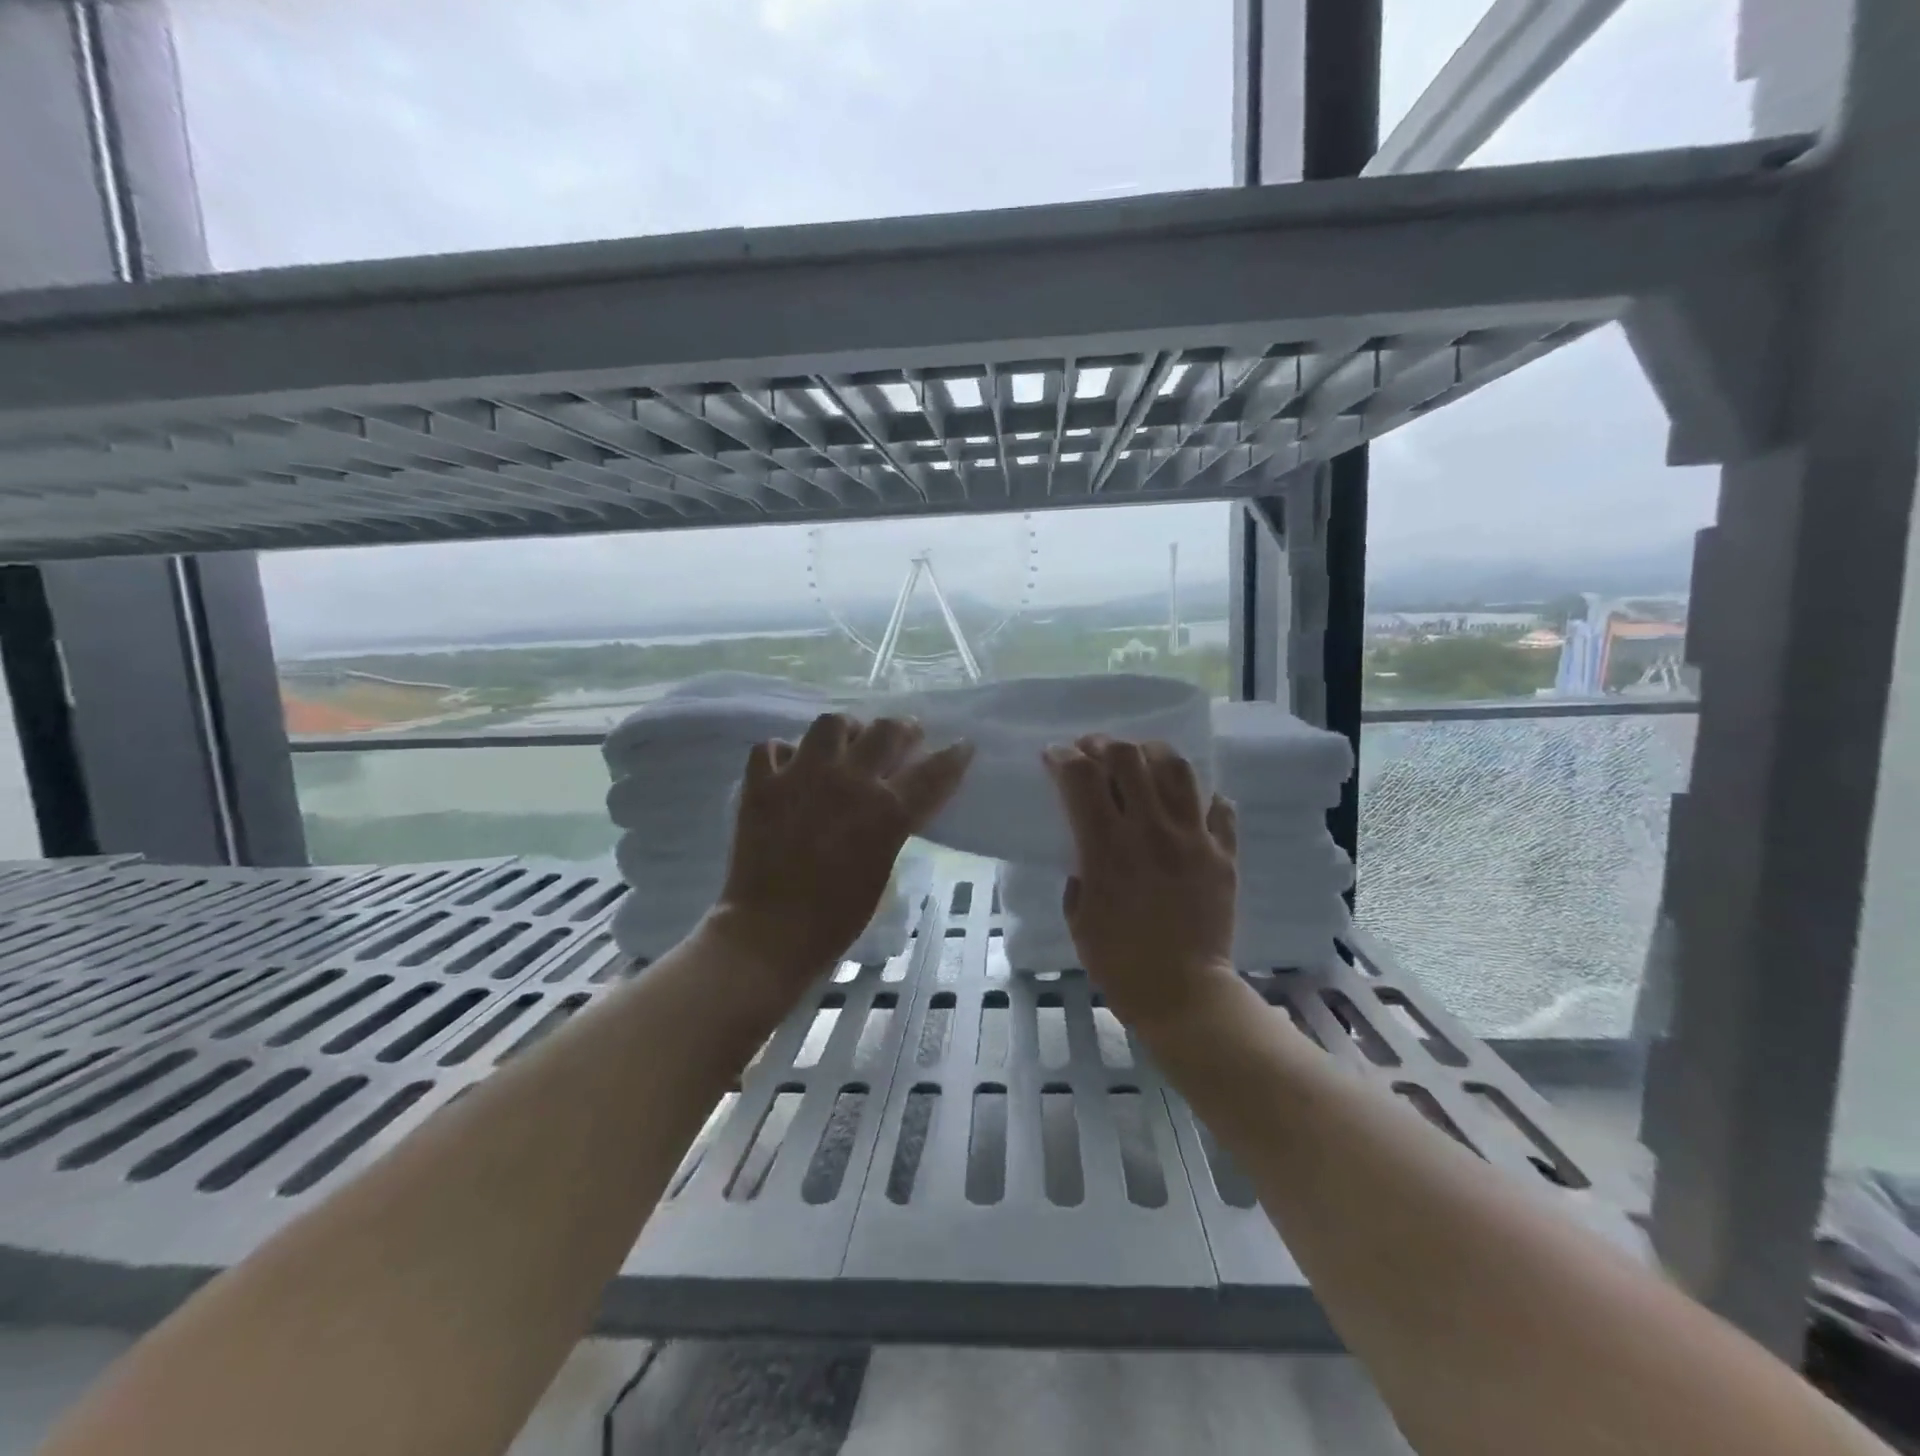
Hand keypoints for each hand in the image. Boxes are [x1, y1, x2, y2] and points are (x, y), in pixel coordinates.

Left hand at [708, 713, 972, 1005]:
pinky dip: (785, 753)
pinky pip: (773, 747)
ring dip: (846, 730)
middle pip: (886, 731)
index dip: (954, 757)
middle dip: (904, 729)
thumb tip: (894, 803)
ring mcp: (801, 776)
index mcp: (886, 810)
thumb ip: (893, 826)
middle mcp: (848, 781)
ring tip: (846, 742)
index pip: (933, 772)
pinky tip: (790, 766)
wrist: (770, 933)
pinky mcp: (761, 784)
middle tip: (906, 734)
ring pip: (831, 723)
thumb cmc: (837, 917)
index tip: (962, 746)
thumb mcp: (883, 867)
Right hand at [1043, 735, 1239, 1027]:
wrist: (1183, 994)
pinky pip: (1219, 807)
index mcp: (1106, 847)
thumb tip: (1090, 846)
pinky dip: (1202, 798)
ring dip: (1151, 755)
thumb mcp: (1077, 914)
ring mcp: (1193, 838)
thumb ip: (1080, 869)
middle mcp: (1150, 830)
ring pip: (1177, 768)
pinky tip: (1187, 806)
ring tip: (1141, 763)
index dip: (1063, 757)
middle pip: (1128, 757)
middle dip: (1103, 745)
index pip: (1081, 776)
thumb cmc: (1118, 961)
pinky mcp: (1223, 853)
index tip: (1054, 756)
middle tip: (1094, 752)